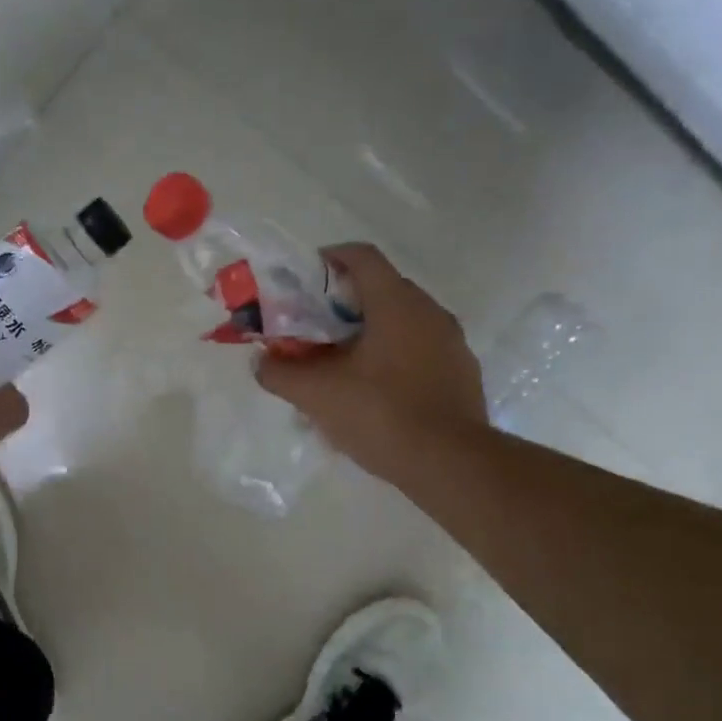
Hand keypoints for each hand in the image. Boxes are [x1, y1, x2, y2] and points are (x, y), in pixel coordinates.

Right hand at [255, 243, 487, 482]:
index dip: (328, 259)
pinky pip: (418, 351)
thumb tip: (261, 362)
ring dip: (366, 334)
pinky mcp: (460, 373)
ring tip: (338, 367)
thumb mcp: (316, 394)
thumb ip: (280, 373)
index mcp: (396, 303)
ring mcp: (451, 343)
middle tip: (312, 331)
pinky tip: (372, 394)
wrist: (450, 463)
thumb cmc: (380, 414)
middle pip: (380, 290)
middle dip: (341, 306)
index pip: (361, 257)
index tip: (303, 281)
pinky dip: (391, 358)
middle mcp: (429, 312)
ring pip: (400, 323)